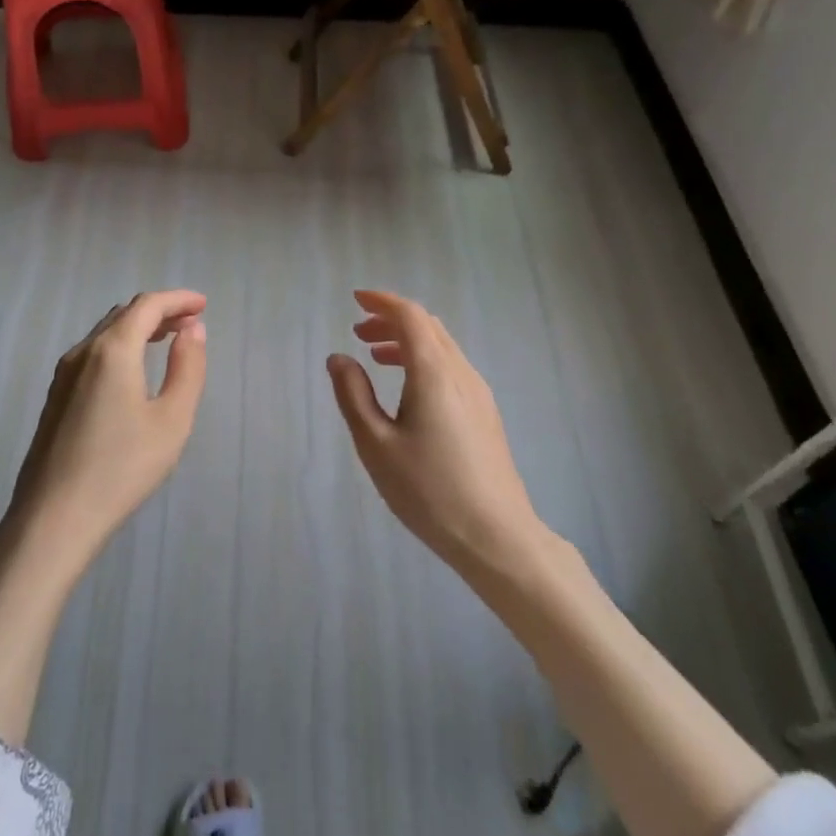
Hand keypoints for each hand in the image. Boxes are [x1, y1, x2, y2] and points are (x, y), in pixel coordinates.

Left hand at [6, 290, 207, 564]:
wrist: (53, 518)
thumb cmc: (122, 469)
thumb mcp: (172, 420)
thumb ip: (188, 368)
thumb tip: (193, 330)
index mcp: (112, 350)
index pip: (148, 306)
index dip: (178, 299)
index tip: (204, 305)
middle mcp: (83, 352)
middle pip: (124, 314)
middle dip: (160, 311)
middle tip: (191, 323)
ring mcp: (63, 374)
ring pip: (105, 333)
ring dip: (139, 328)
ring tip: (168, 340)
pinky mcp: (55, 397)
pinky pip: (93, 353)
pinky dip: (120, 346)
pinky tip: (133, 370)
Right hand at [327, 290, 539, 574]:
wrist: (496, 536)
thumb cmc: (429, 491)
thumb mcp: (376, 445)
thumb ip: (353, 396)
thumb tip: (339, 359)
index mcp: (433, 373)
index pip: (410, 317)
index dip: (382, 302)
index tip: (355, 300)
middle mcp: (461, 372)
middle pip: (428, 327)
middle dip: (392, 320)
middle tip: (359, 332)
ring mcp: (479, 392)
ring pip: (442, 346)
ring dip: (408, 340)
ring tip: (376, 356)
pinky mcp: (485, 412)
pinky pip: (451, 366)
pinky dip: (424, 359)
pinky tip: (408, 388)